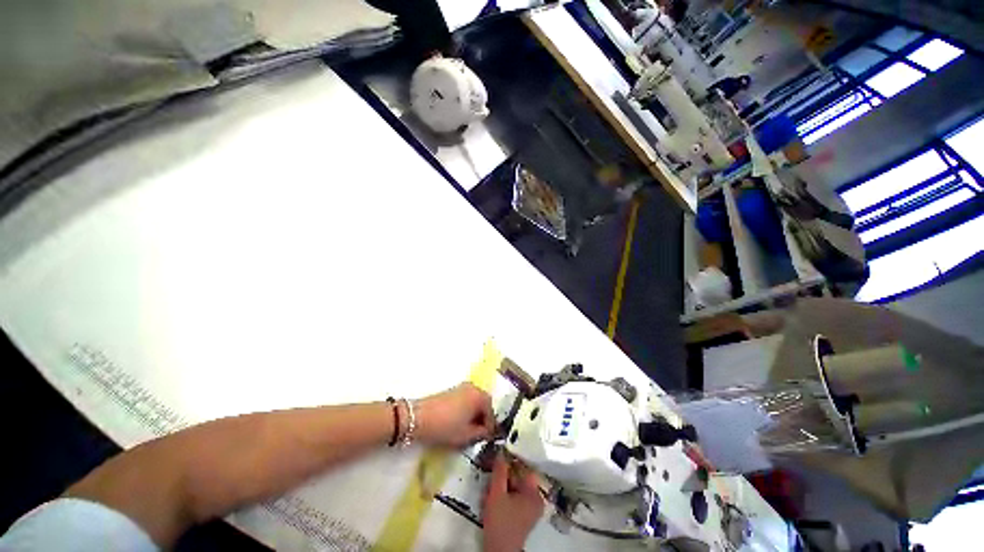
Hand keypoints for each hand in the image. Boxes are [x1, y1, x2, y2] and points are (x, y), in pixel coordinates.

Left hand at [415, 383, 493, 447]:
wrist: (419, 417)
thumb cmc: (445, 427)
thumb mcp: (466, 435)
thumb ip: (481, 434)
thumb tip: (488, 433)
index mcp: (480, 396)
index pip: (491, 412)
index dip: (491, 428)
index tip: (488, 439)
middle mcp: (474, 388)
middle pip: (484, 404)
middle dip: (484, 419)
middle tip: (480, 435)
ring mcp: (462, 387)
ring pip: (475, 402)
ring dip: (475, 414)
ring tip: (470, 430)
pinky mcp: (453, 390)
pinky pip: (467, 399)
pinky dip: (468, 410)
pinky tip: (461, 422)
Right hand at [482, 454, 544, 551]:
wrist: (498, 551)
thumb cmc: (501, 522)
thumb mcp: (497, 493)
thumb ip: (499, 471)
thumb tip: (501, 453)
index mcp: (535, 494)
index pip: (525, 469)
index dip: (512, 461)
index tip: (501, 457)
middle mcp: (535, 500)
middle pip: (519, 478)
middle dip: (503, 477)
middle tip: (491, 477)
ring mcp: (529, 509)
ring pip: (514, 488)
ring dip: (500, 487)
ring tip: (489, 491)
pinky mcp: (521, 516)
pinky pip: (513, 498)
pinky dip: (502, 496)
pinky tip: (491, 499)